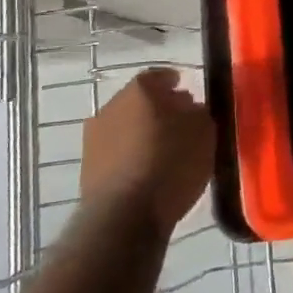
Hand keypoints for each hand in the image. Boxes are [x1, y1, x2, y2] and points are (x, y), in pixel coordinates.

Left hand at [77, 69, 214, 236]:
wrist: (124, 216)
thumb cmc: (170, 164)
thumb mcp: (204, 133)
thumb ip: (199, 112)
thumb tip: (189, 108)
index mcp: (140, 89)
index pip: (160, 75)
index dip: (176, 83)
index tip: (189, 94)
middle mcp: (111, 105)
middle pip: (140, 101)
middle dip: (159, 109)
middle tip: (180, 124)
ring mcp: (94, 137)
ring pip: (126, 126)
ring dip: (143, 134)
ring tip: (165, 152)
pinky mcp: (88, 168)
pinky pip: (117, 152)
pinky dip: (131, 156)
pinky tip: (148, 172)